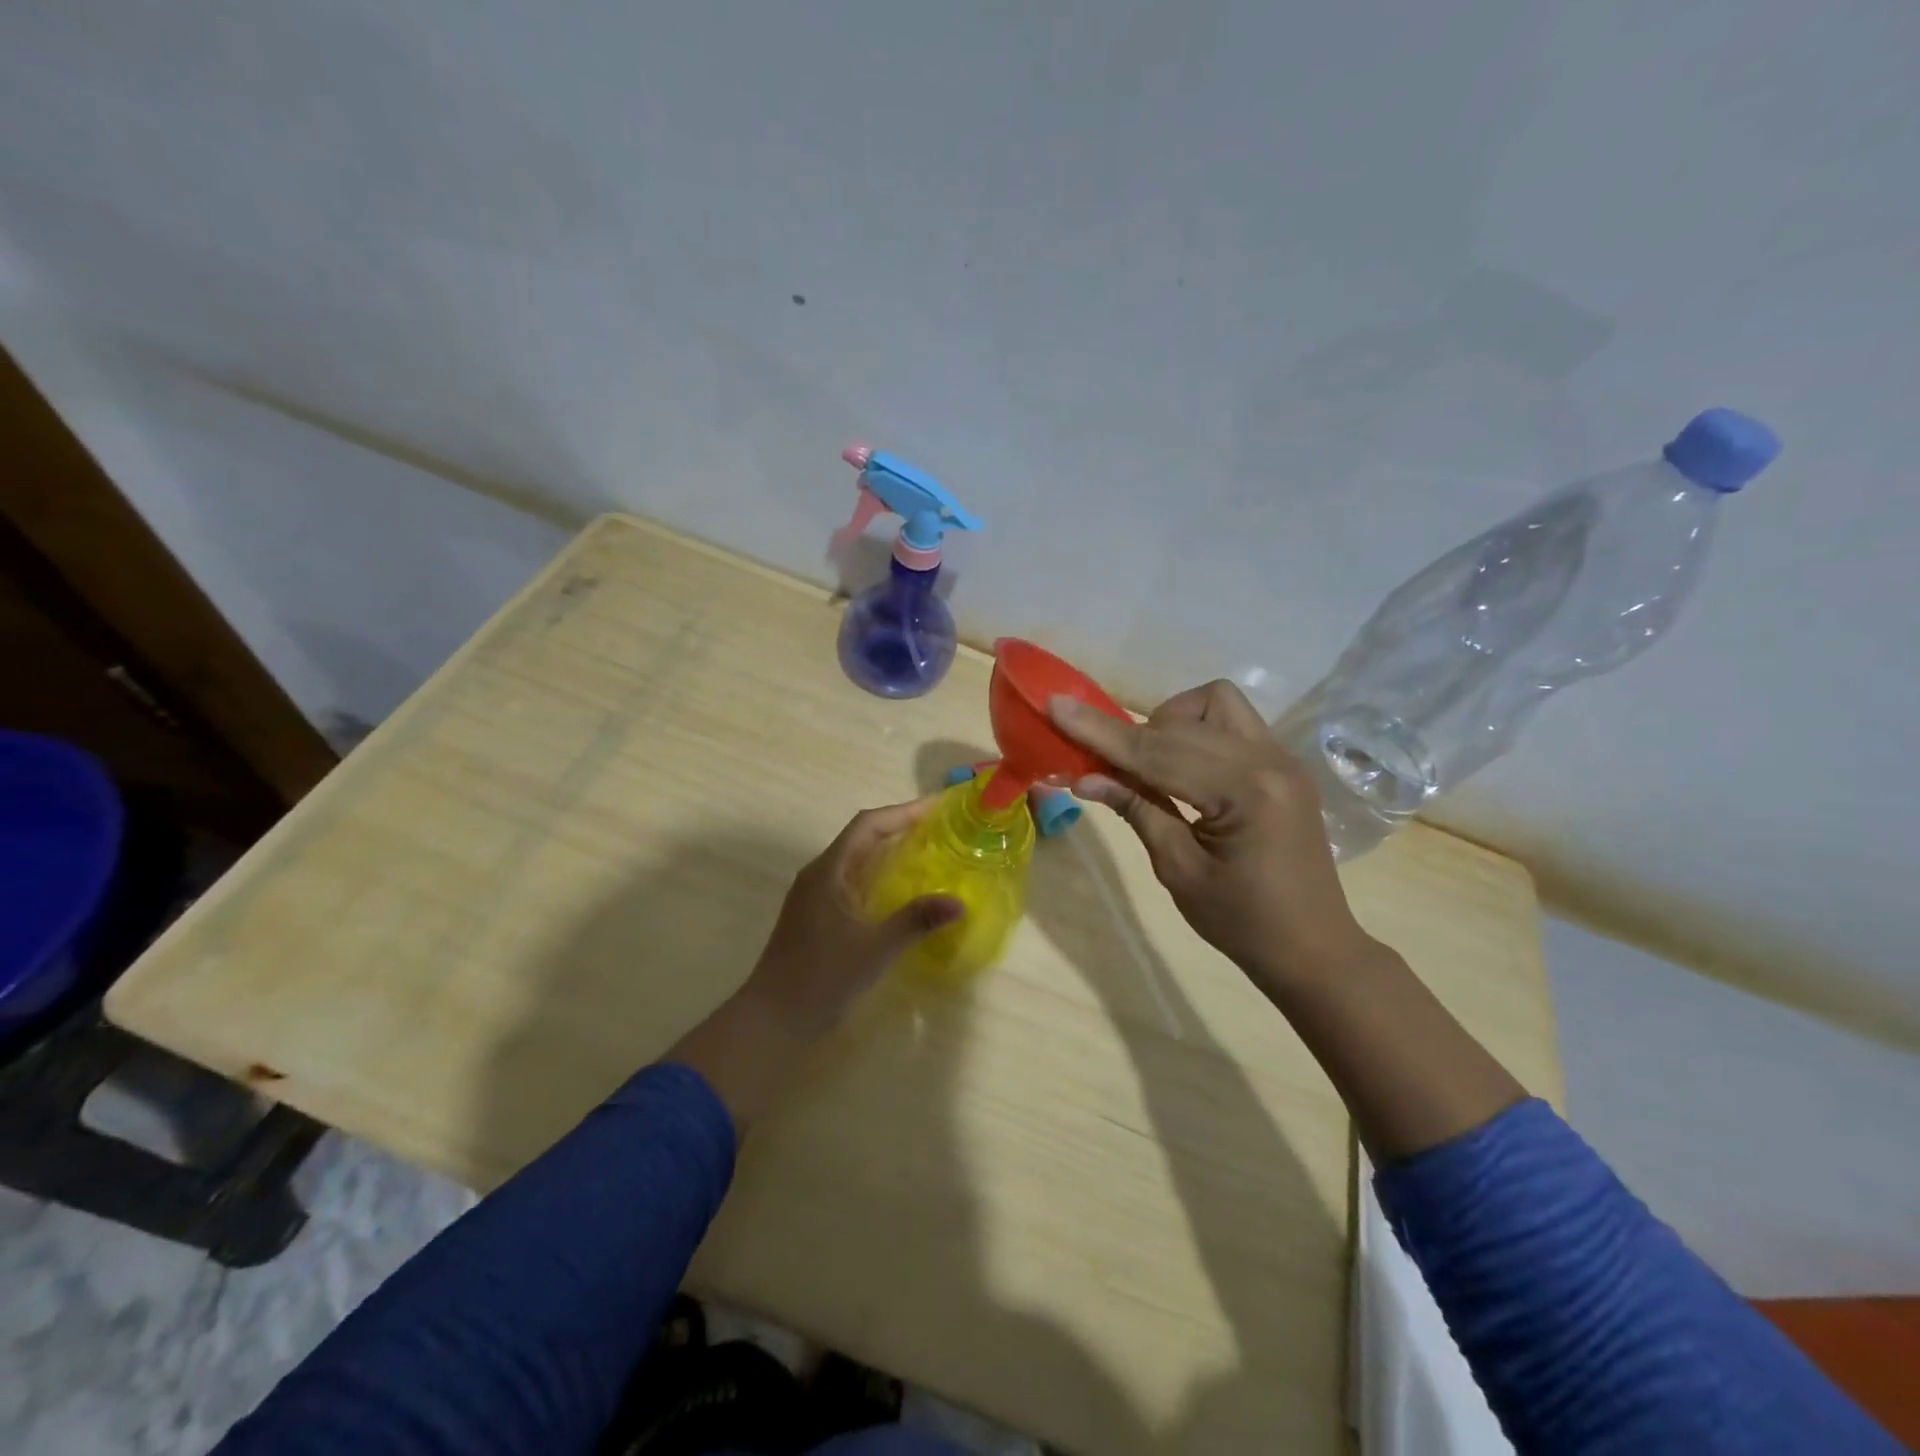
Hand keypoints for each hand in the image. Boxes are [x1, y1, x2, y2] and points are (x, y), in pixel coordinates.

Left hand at [668, 800, 960, 1131]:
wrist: (773, 1021)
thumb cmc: (821, 978)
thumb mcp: (875, 948)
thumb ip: (916, 921)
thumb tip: (958, 903)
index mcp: (828, 871)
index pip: (867, 825)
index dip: (902, 811)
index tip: (937, 807)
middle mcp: (820, 875)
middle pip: (862, 837)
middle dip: (900, 827)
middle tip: (941, 828)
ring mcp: (816, 897)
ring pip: (858, 861)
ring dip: (890, 851)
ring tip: (929, 852)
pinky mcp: (818, 917)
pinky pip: (854, 882)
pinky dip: (881, 876)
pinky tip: (903, 892)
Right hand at [1050, 680, 1374, 989]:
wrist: (1312, 947)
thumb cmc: (1241, 922)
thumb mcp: (1178, 870)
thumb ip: (1137, 809)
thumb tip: (1084, 777)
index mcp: (1245, 792)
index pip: (1158, 752)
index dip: (1101, 732)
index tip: (1055, 705)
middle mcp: (1269, 760)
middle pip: (1182, 722)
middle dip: (1130, 733)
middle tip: (1092, 756)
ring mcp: (1281, 757)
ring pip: (1213, 704)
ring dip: (1171, 721)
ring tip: (1150, 763)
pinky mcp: (1282, 763)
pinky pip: (1231, 722)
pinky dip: (1196, 731)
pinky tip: (1181, 766)